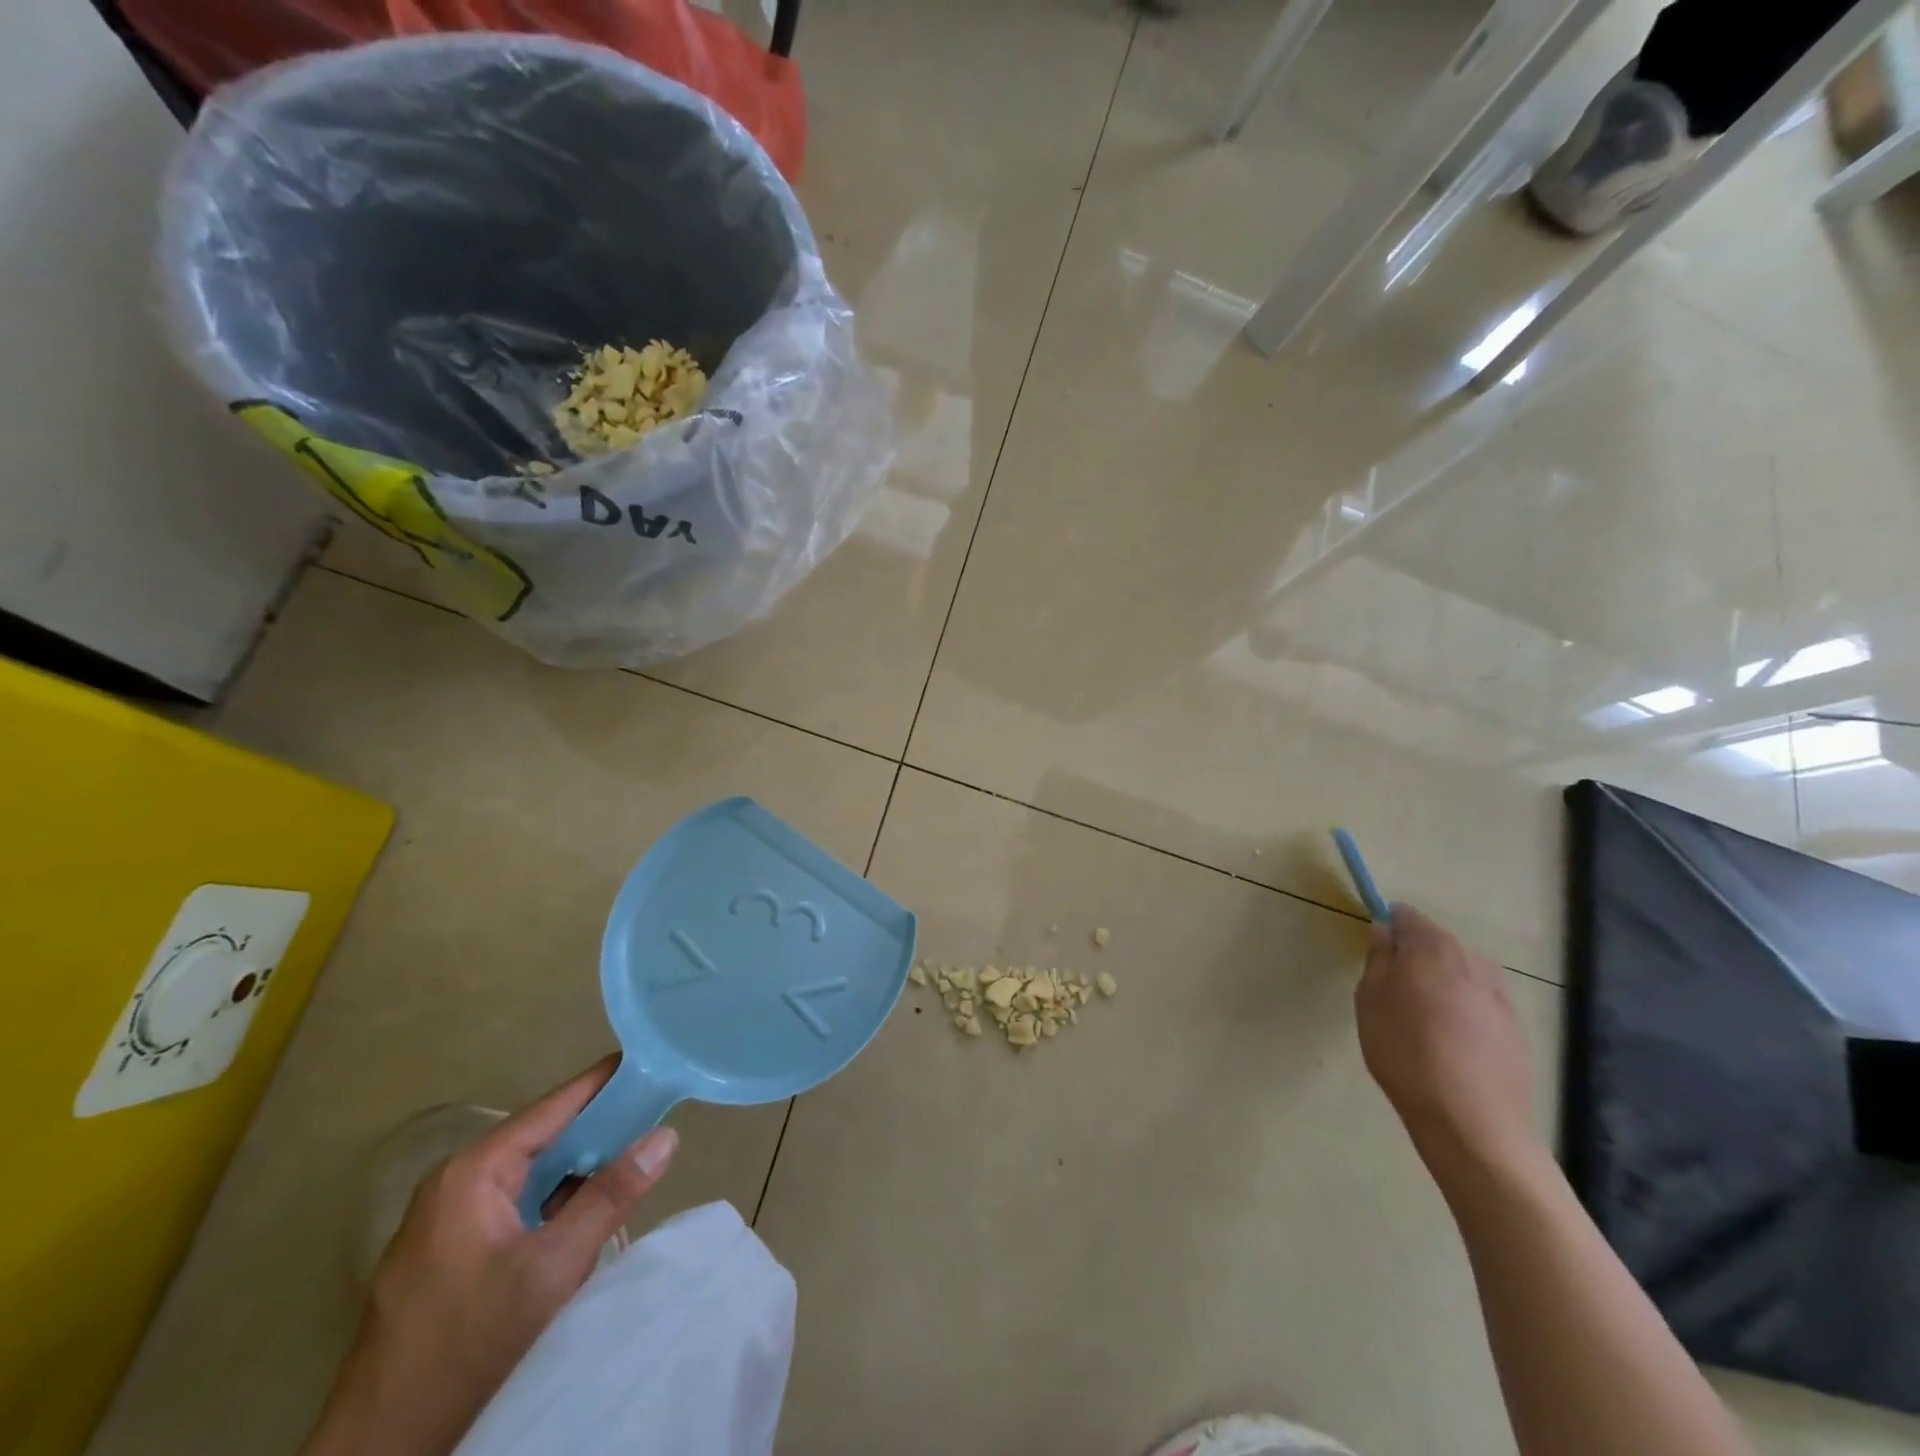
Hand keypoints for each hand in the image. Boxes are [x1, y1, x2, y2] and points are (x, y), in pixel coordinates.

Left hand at [302, 1057, 677, 1455]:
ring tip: (637, 1157)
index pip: (552, 1107)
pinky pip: (516, 1210)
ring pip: (531, 1179)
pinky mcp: (450, 1262)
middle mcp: (455, 1187)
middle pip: (543, 1140)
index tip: (653, 1062)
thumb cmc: (468, 1347)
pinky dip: (556, 1204)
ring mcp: (448, 1227)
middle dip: (600, 1130)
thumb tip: (665, 1135)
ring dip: (580, 1172)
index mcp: (471, 1173)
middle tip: (660, 1114)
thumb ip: (610, 1196)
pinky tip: (591, 1212)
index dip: (605, 1084)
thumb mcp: (551, 1269)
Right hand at [1356, 904, 1542, 1189]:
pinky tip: (1450, 1040)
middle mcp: (1472, 961)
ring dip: (1442, 980)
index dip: (1389, 926)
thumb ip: (1379, 958)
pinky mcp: (1516, 1028)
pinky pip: (1481, 1001)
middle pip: (1438, 942)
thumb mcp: (1371, 1000)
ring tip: (1421, 1014)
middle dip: (1416, 954)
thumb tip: (1385, 931)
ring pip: (1463, 971)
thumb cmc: (1405, 1052)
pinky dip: (1463, 1007)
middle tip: (1391, 986)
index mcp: (1433, 949)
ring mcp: (1500, 995)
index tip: (1375, 950)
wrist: (1471, 1122)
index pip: (1408, 916)